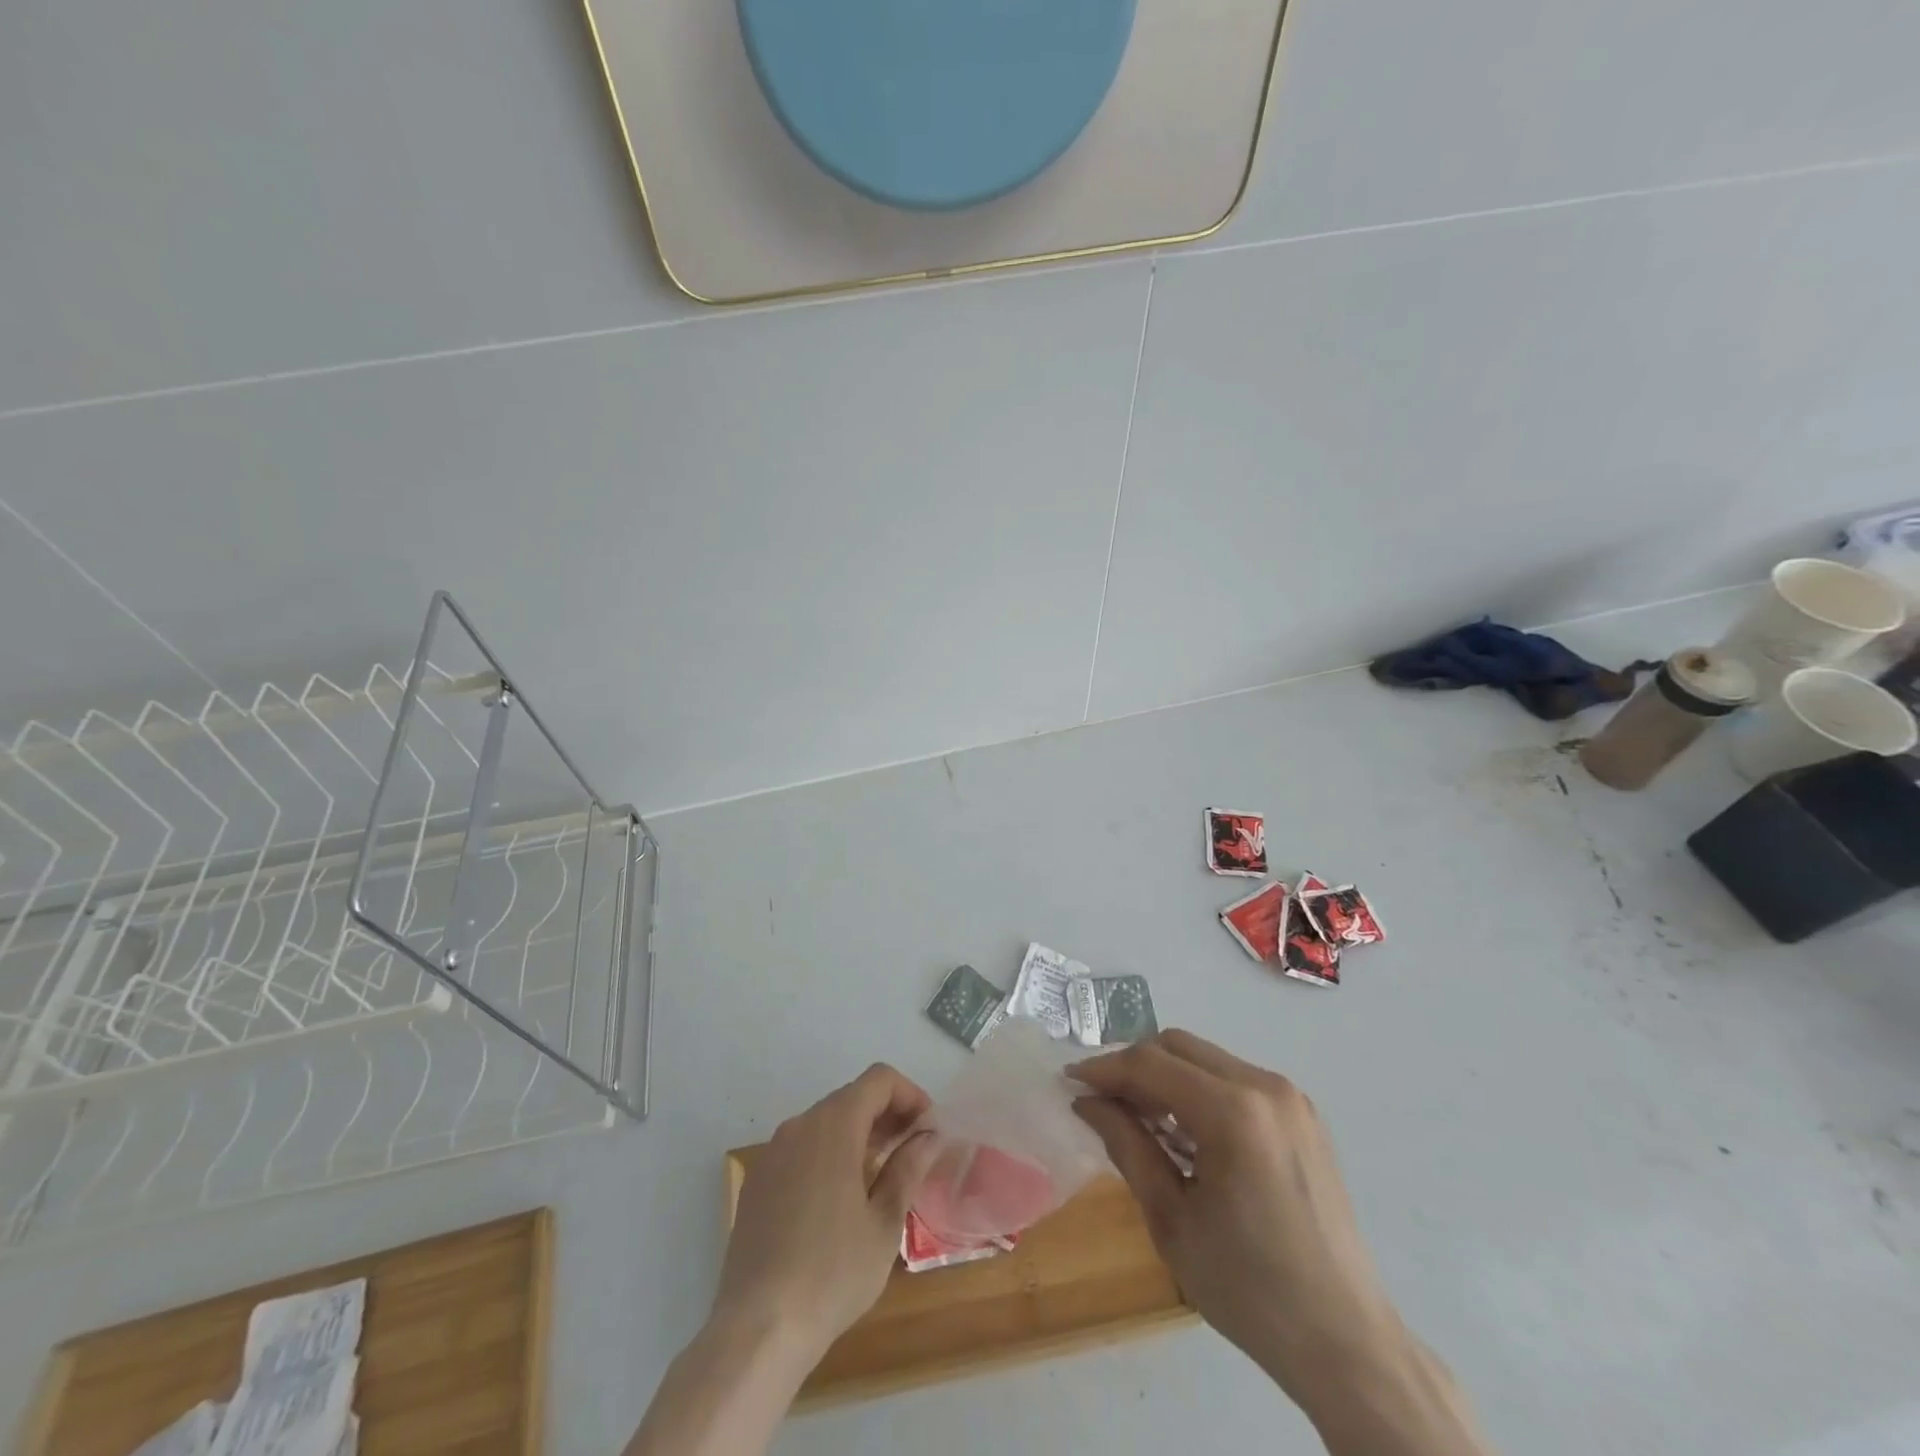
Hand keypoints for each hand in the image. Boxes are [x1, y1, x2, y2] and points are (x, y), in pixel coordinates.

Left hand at [715, 1063, 937, 1367]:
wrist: (757, 1330)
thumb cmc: (832, 1273)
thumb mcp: (884, 1224)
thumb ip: (907, 1169)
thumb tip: (927, 1136)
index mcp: (834, 1125)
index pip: (879, 1080)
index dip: (910, 1094)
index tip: (929, 1129)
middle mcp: (800, 1125)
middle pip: (852, 1097)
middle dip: (887, 1115)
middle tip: (913, 1152)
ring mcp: (773, 1152)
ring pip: (826, 1123)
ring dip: (859, 1135)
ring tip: (882, 1176)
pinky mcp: (757, 1181)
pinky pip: (802, 1149)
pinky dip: (829, 1155)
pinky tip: (840, 1200)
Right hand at [1070, 1031, 1400, 1401]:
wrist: (1344, 1340)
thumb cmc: (1248, 1289)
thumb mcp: (1171, 1219)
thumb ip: (1126, 1145)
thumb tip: (1087, 1102)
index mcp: (1233, 1113)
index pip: (1150, 1064)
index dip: (1103, 1068)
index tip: (1069, 1082)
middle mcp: (1265, 1087)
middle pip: (1177, 1046)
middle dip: (1132, 1066)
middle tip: (1101, 1101)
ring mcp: (1289, 1097)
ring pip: (1204, 1058)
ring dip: (1164, 1076)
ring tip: (1138, 1118)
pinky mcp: (1301, 1113)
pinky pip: (1233, 1078)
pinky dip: (1197, 1089)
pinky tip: (1184, 1131)